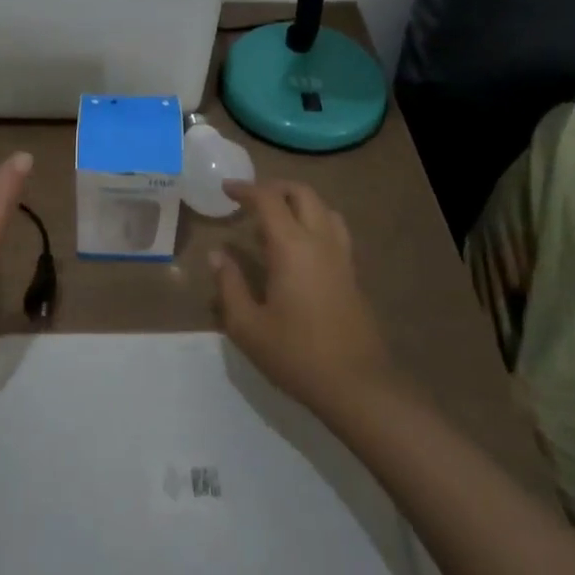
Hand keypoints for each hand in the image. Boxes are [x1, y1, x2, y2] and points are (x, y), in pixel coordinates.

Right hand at [211, 180, 394, 415]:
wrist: (357, 386)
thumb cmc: (296, 355)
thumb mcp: (247, 326)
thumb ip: (229, 285)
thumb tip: (217, 255)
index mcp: (292, 247)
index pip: (268, 199)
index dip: (245, 189)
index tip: (226, 189)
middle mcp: (320, 241)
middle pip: (302, 193)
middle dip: (274, 188)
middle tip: (250, 199)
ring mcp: (342, 257)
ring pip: (324, 208)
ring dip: (299, 202)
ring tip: (277, 218)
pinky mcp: (353, 274)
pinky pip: (335, 230)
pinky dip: (314, 222)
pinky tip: (299, 248)